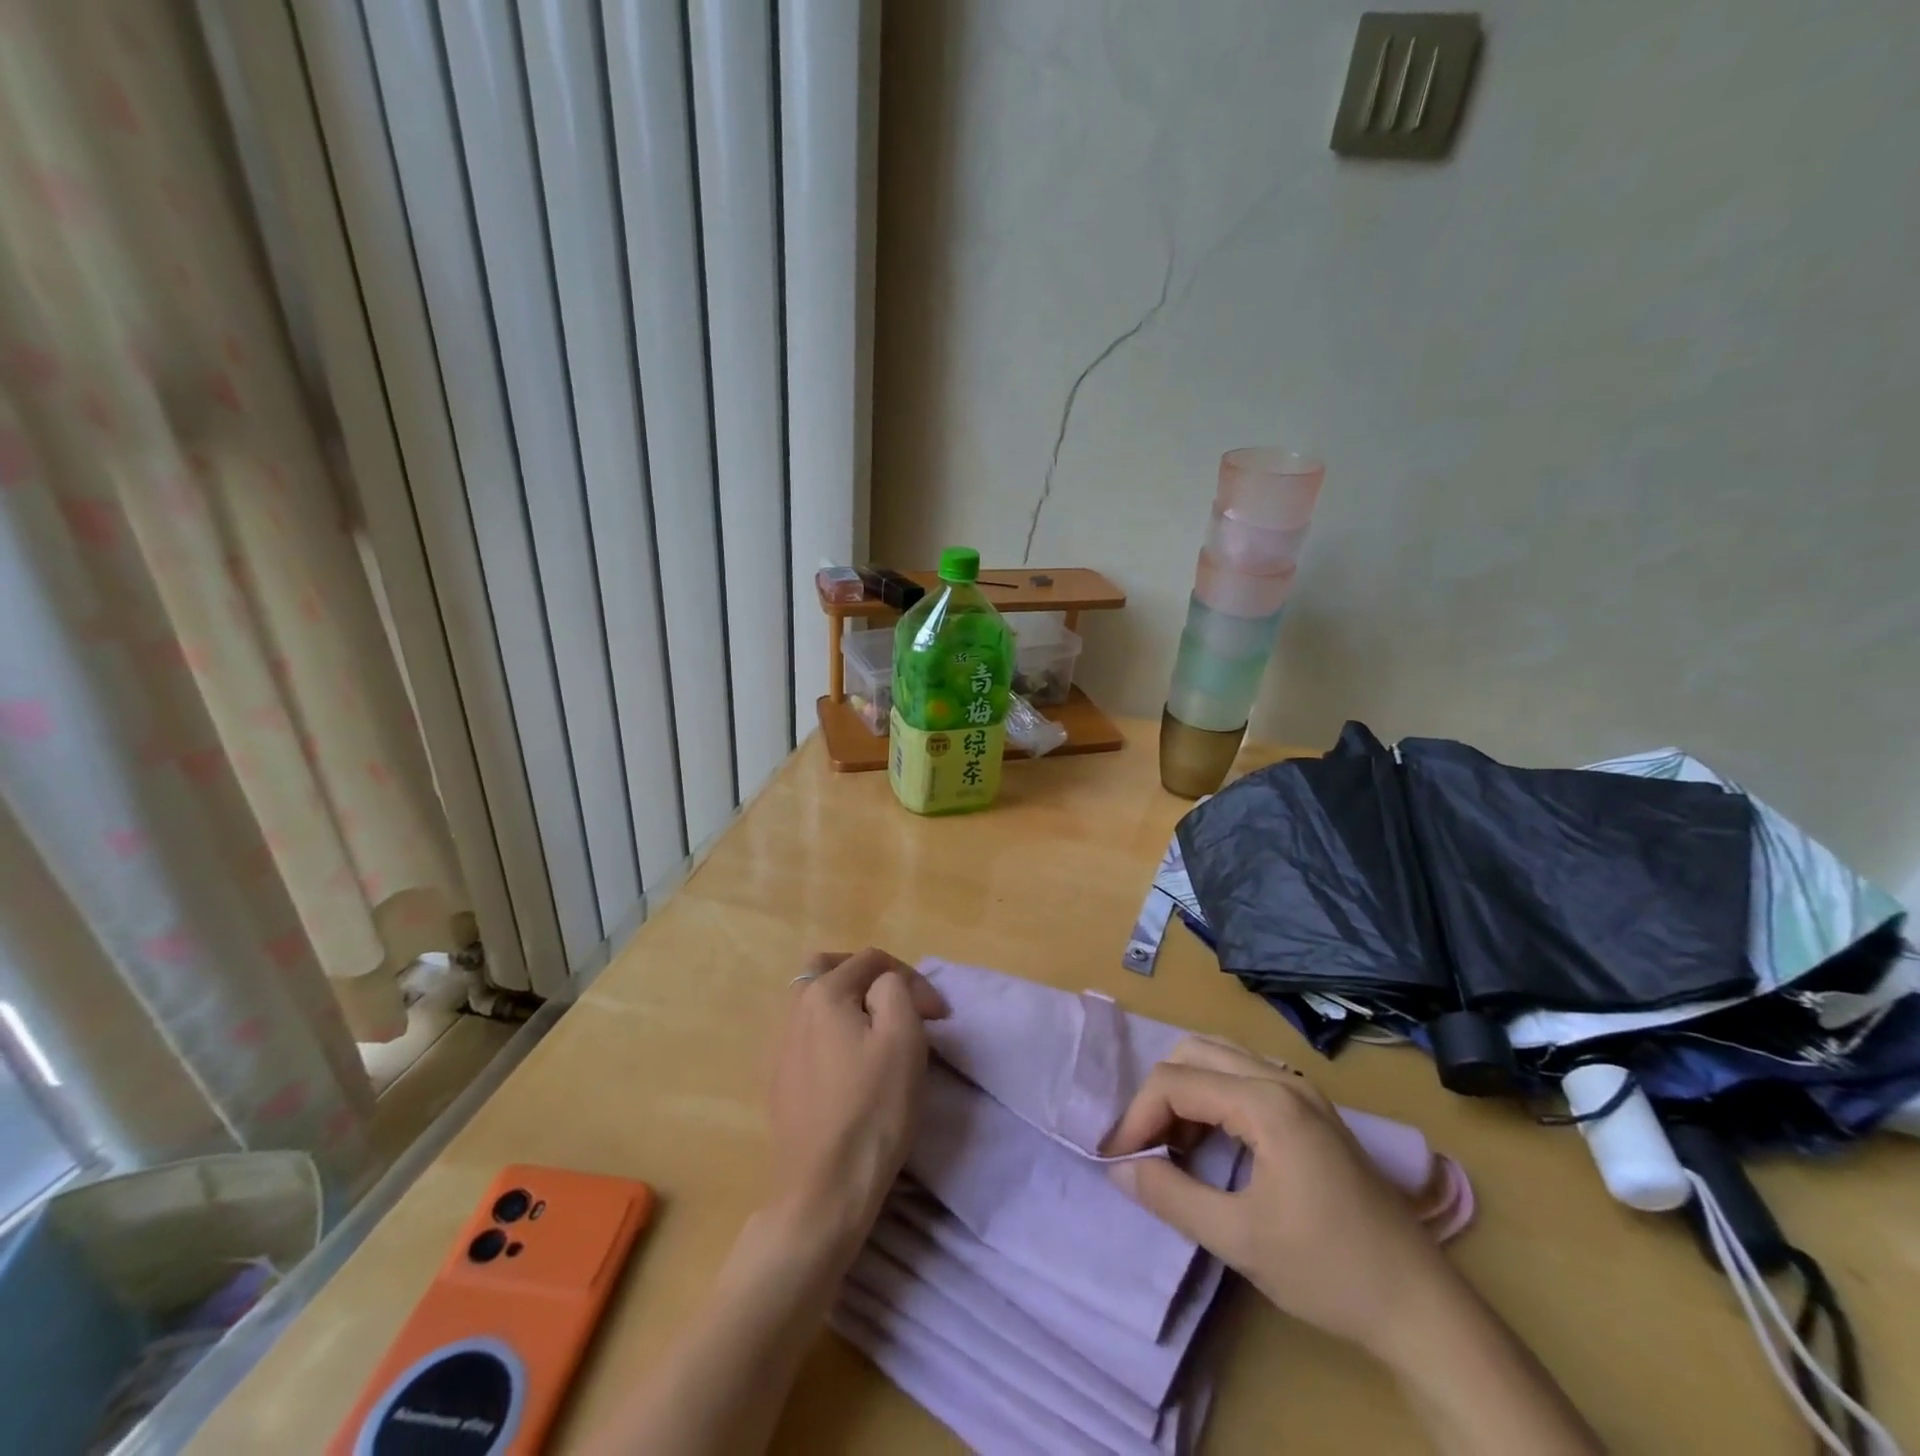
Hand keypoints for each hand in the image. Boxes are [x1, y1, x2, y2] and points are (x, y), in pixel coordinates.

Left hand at [766, 949, 946, 1256]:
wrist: (824, 1189)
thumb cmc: (872, 1108)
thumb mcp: (903, 1036)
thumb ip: (895, 990)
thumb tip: (885, 986)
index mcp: (822, 993)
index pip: (872, 961)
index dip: (913, 979)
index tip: (939, 1017)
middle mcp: (793, 1011)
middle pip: (828, 969)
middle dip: (867, 976)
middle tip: (897, 1000)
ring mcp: (780, 1048)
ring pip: (815, 1002)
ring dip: (849, 1003)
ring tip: (879, 1032)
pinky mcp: (780, 1081)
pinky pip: (808, 1035)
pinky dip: (833, 1031)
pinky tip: (852, 1063)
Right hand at [1103, 1036, 1457, 1362]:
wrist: (1423, 1308)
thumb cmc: (1328, 1270)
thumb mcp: (1239, 1239)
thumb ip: (1171, 1196)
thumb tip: (1120, 1168)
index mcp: (1265, 1101)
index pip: (1176, 1081)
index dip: (1137, 1116)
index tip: (1117, 1158)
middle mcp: (1282, 1079)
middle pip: (1194, 1053)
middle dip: (1159, 1095)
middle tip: (1145, 1146)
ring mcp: (1301, 1091)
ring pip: (1219, 1059)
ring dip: (1186, 1092)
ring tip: (1173, 1146)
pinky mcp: (1312, 1110)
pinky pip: (1244, 1079)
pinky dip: (1213, 1098)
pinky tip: (1211, 1145)